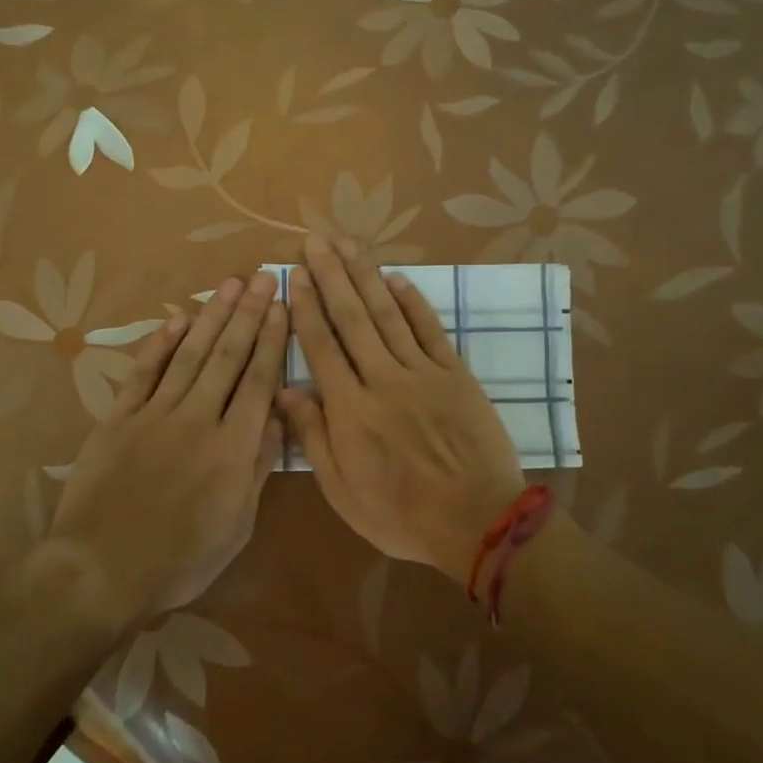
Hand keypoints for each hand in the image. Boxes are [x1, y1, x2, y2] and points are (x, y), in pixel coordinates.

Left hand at [48, 271, 286, 619]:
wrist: (102, 570)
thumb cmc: (181, 559)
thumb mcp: (237, 525)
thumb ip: (259, 466)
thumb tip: (280, 417)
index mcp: (233, 447)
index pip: (259, 380)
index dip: (272, 340)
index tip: (281, 306)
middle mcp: (199, 418)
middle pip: (229, 356)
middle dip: (248, 314)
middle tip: (262, 277)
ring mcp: (155, 414)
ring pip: (190, 355)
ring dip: (212, 317)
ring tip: (229, 285)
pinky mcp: (119, 418)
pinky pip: (144, 373)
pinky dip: (161, 344)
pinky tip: (177, 321)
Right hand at [279, 236, 523, 582]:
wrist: (477, 520)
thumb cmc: (401, 515)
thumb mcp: (342, 491)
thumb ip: (313, 437)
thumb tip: (286, 391)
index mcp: (350, 409)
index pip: (321, 345)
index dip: (306, 307)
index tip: (294, 275)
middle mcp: (382, 379)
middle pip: (351, 318)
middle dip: (331, 276)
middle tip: (315, 241)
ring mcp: (422, 372)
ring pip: (387, 314)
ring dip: (366, 276)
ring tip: (348, 245)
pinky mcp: (455, 373)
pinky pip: (430, 329)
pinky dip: (413, 302)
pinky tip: (397, 278)